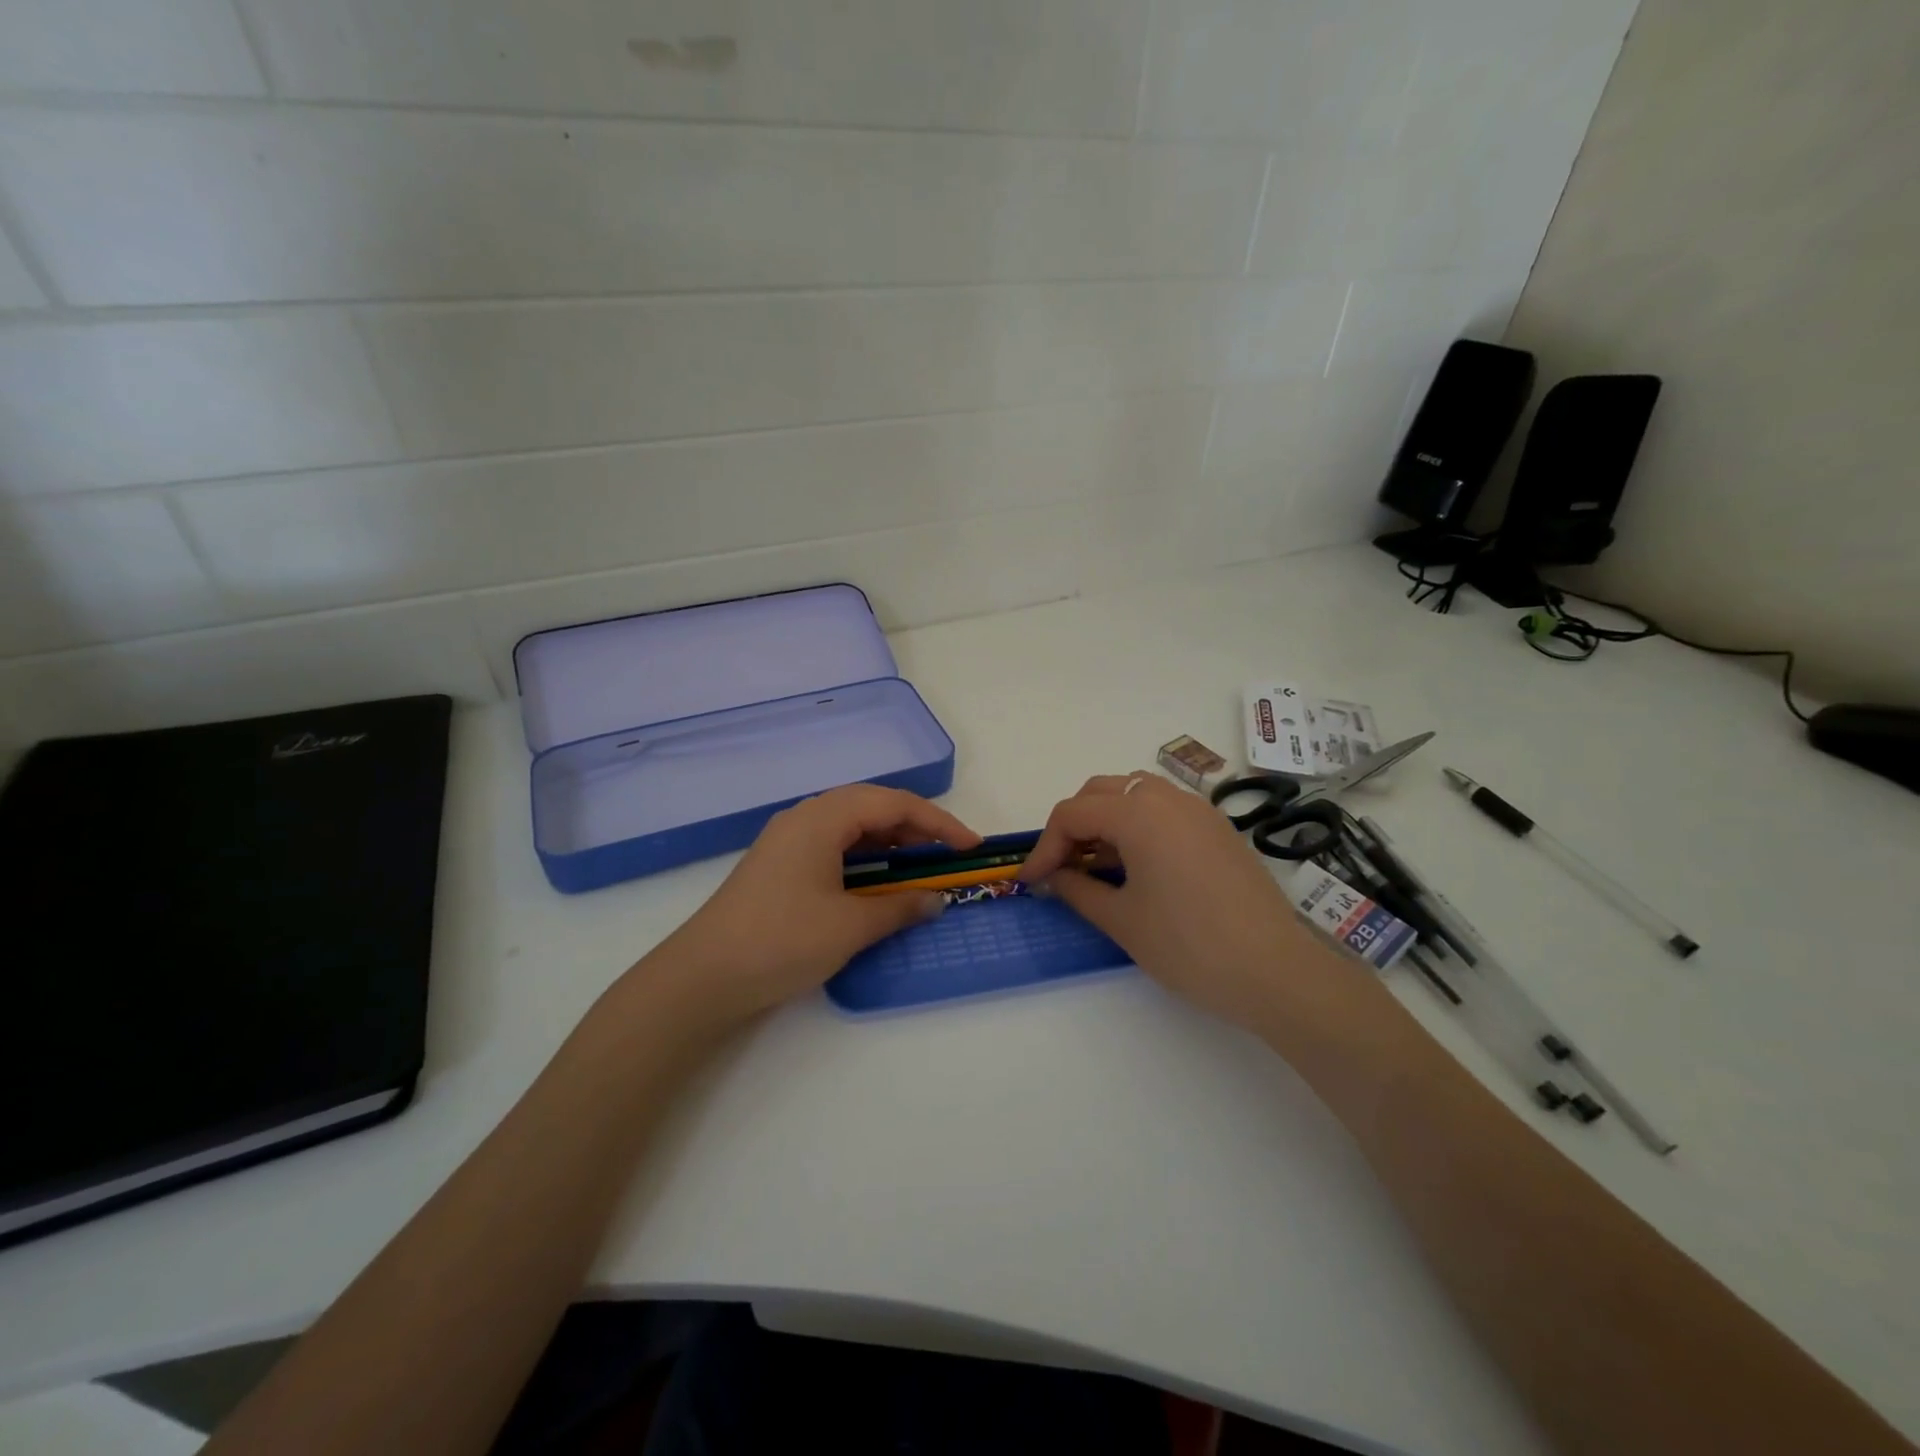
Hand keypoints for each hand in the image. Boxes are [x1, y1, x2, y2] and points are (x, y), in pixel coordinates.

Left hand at [644, 785, 981, 1028]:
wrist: (703, 977)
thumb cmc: (782, 940)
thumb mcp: (850, 926)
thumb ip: (900, 908)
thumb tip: (936, 900)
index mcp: (823, 818)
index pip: (894, 804)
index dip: (939, 822)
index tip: (970, 846)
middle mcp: (805, 818)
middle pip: (872, 807)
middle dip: (915, 828)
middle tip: (947, 857)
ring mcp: (788, 841)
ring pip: (851, 827)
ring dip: (889, 844)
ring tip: (918, 871)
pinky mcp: (779, 866)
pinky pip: (833, 847)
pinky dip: (863, 860)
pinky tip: (876, 886)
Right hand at [1021, 774, 1362, 1035]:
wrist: (1274, 971)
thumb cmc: (1188, 946)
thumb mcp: (1121, 920)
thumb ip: (1077, 889)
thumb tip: (1052, 877)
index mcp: (1138, 813)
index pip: (1072, 814)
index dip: (1044, 847)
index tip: (1031, 882)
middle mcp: (1167, 798)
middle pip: (1101, 792)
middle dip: (1072, 826)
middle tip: (1061, 867)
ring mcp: (1198, 810)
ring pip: (1134, 794)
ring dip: (1105, 820)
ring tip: (1096, 865)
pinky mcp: (1217, 829)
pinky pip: (1164, 810)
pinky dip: (1137, 825)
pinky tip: (1136, 866)